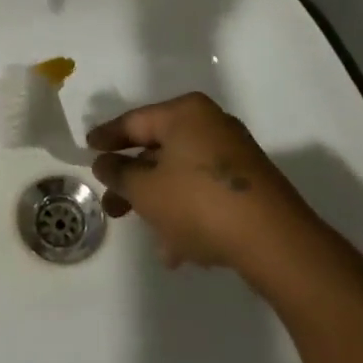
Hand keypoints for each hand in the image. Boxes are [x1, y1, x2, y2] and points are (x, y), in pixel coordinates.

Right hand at [88, 93, 314, 272]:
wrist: (275, 242)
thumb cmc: (200, 203)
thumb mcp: (146, 190)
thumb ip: (119, 173)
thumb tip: (105, 163)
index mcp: (186, 113)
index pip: (135, 121)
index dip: (107, 137)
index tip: (87, 149)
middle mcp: (211, 125)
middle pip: (159, 150)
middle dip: (134, 181)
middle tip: (112, 205)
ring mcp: (234, 155)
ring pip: (182, 175)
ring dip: (161, 204)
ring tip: (150, 237)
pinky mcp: (250, 185)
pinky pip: (205, 193)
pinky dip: (187, 213)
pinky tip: (178, 250)